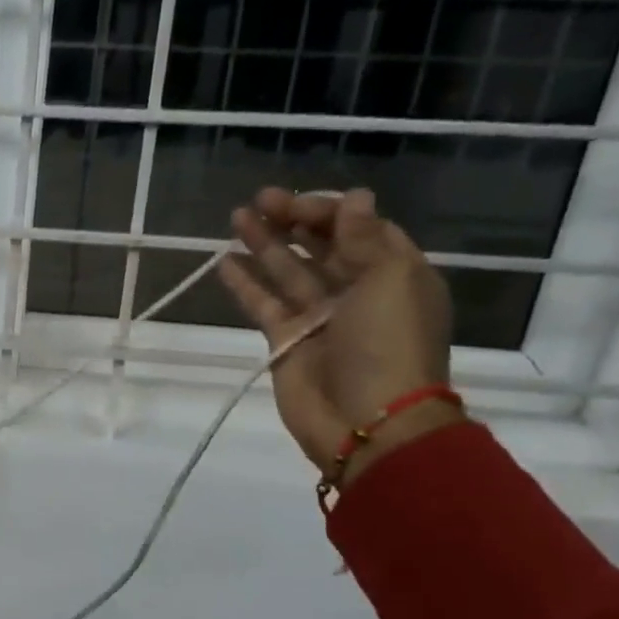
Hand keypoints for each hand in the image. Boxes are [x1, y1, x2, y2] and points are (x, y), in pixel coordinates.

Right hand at [217, 187, 458, 486]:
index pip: (359, 229)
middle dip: (292, 222)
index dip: (327, 212)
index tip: (294, 205)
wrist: (366, 421)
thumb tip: (354, 197)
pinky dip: (246, 284)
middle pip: (320, 247)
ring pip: (287, 272)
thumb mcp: (387, 280)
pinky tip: (226, 261)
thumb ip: (364, 237)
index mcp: (393, 274)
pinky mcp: (286, 341)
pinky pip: (263, 304)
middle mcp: (356, 292)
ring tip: (236, 219)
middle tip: (258, 201)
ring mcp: (319, 317)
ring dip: (264, 244)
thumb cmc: (387, 344)